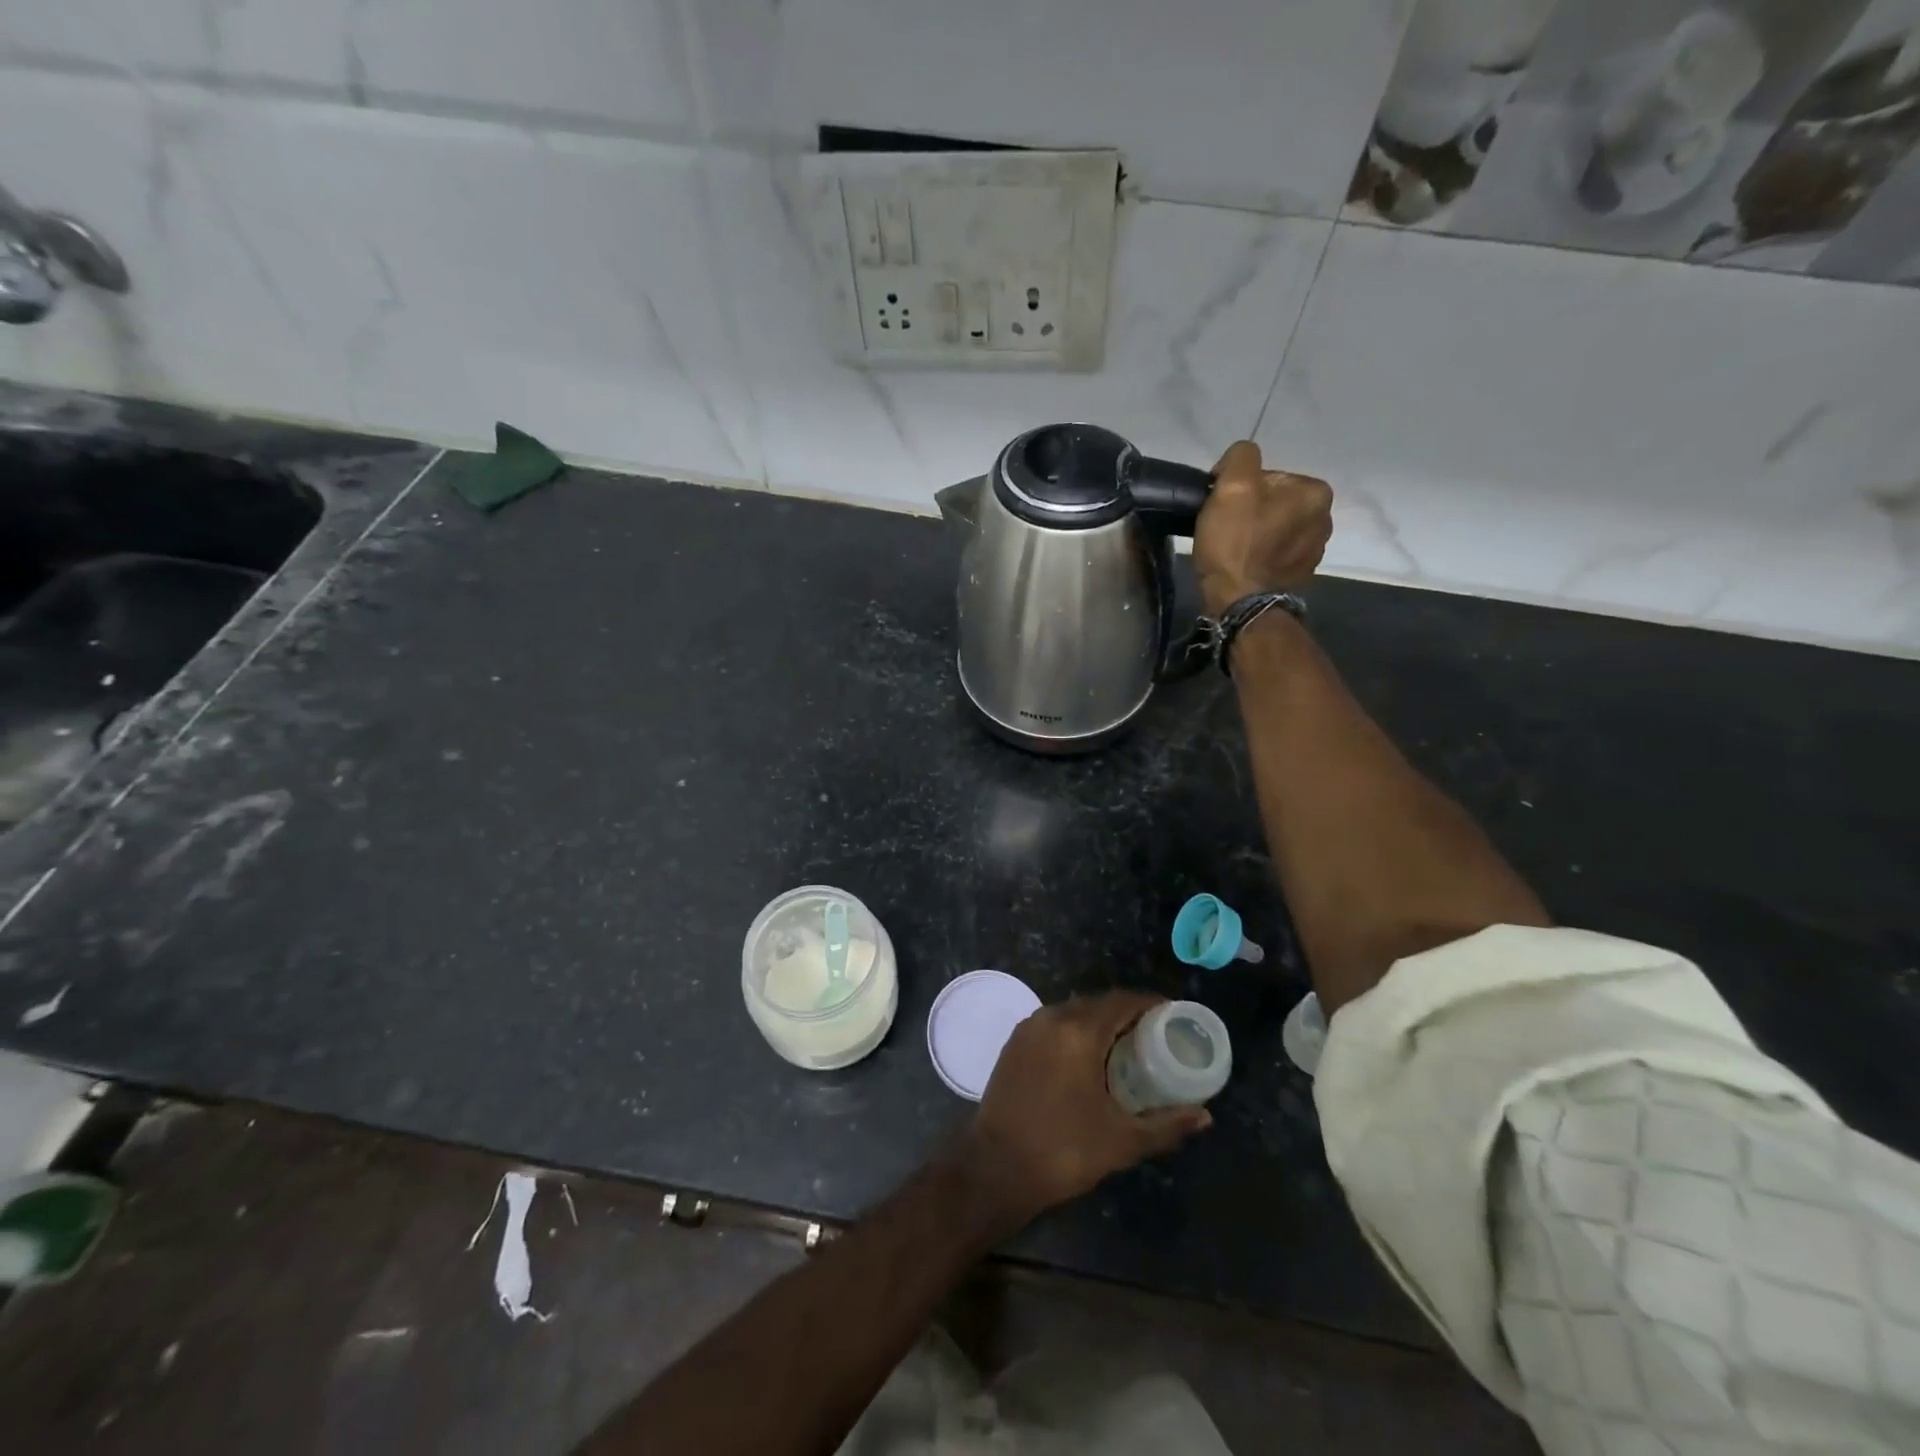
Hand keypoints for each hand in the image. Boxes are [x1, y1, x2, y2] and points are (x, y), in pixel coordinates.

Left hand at [960, 993, 1210, 1228]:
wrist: (996, 1166)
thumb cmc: (1064, 1150)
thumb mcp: (1122, 1141)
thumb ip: (1166, 1125)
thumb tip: (1205, 1116)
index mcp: (1079, 1031)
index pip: (1122, 1000)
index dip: (1150, 1003)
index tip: (1172, 1015)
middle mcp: (1052, 1017)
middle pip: (1098, 1003)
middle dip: (1127, 1013)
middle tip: (1154, 1034)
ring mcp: (1029, 1027)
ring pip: (1074, 1011)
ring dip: (1100, 1021)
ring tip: (1125, 1045)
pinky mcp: (1015, 1041)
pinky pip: (1054, 1023)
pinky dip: (1076, 1030)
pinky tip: (1088, 1056)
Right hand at [1193, 441, 1332, 616]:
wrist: (1239, 601)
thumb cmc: (1235, 542)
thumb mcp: (1232, 486)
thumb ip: (1241, 456)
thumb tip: (1241, 460)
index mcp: (1315, 492)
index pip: (1269, 476)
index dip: (1240, 488)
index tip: (1222, 507)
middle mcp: (1325, 518)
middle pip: (1275, 501)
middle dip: (1251, 510)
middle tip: (1225, 528)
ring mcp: (1315, 550)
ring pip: (1276, 527)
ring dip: (1256, 532)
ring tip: (1233, 548)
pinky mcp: (1301, 575)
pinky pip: (1277, 553)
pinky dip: (1262, 554)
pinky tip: (1245, 563)